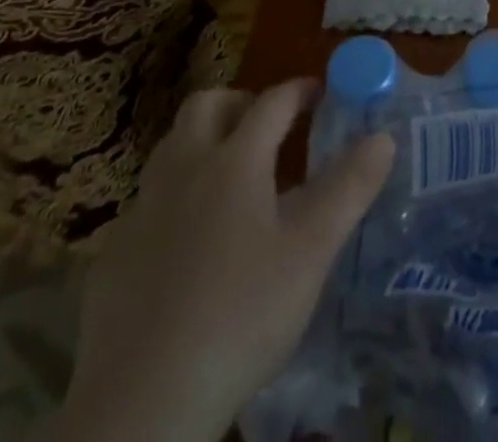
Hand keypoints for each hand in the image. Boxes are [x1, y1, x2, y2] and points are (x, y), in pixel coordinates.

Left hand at [55, 79, 394, 441]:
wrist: (141, 407)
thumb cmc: (240, 317)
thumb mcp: (311, 253)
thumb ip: (349, 188)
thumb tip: (383, 136)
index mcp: (234, 161)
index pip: (272, 102)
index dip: (300, 91)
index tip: (321, 93)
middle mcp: (183, 170)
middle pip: (206, 105)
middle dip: (240, 103)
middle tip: (268, 129)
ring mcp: (141, 210)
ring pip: (171, 148)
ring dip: (203, 144)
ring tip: (233, 179)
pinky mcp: (113, 255)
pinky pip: (148, 201)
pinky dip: (175, 198)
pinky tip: (190, 242)